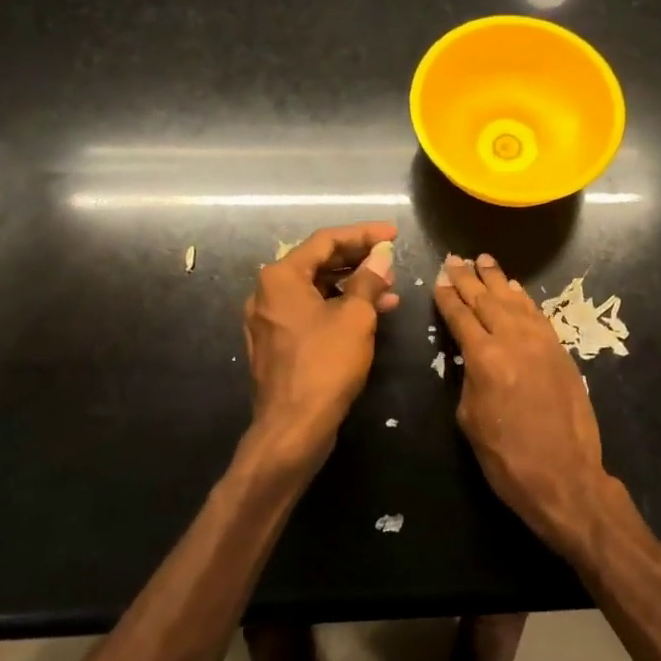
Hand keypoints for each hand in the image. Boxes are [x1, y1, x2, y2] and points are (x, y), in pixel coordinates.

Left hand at [243, 222, 399, 472]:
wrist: (293, 426)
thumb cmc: (325, 364)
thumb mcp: (356, 317)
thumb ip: (368, 280)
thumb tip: (381, 256)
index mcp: (281, 277)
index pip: (326, 240)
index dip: (363, 234)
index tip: (393, 234)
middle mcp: (267, 293)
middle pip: (317, 263)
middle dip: (358, 260)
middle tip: (391, 260)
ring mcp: (269, 320)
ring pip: (316, 290)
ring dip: (353, 286)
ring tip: (390, 289)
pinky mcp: (277, 344)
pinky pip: (311, 313)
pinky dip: (339, 308)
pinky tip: (370, 314)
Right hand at [434, 252, 612, 554]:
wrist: (565, 476)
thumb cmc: (508, 458)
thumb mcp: (470, 419)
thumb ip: (468, 378)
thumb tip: (471, 358)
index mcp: (485, 359)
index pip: (460, 316)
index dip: (447, 296)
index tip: (439, 278)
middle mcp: (514, 341)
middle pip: (487, 300)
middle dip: (468, 279)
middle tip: (455, 259)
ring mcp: (542, 343)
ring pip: (514, 301)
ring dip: (497, 280)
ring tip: (484, 261)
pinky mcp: (561, 351)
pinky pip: (538, 315)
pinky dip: (524, 299)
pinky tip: (515, 289)